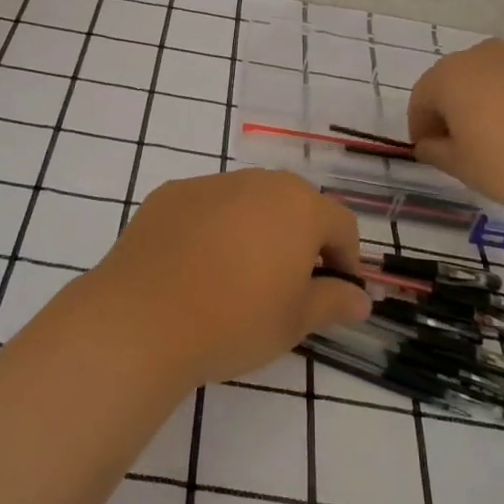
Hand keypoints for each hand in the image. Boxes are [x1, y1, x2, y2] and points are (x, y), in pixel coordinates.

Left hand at [77, 170, 370, 389]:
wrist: (143, 318)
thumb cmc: (235, 320)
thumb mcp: (295, 321)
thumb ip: (333, 301)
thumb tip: (360, 298)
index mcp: (298, 205)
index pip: (340, 224)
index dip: (346, 259)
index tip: (337, 294)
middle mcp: (257, 181)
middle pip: (294, 206)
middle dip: (301, 241)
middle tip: (290, 287)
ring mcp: (209, 184)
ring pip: (248, 204)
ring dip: (256, 232)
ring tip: (239, 279)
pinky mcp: (169, 195)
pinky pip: (206, 209)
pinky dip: (213, 231)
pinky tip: (196, 269)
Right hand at [407, 41, 503, 214]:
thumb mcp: (462, 167)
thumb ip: (435, 151)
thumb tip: (428, 143)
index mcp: (451, 76)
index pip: (422, 97)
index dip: (421, 125)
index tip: (430, 149)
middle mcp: (484, 54)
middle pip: (457, 78)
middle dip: (453, 106)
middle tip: (464, 141)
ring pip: (494, 74)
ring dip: (489, 96)